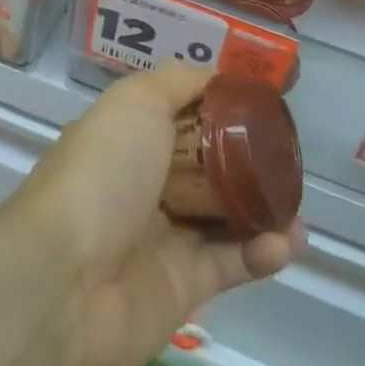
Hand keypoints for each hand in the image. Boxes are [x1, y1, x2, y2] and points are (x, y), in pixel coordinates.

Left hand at [11, 65, 304, 365]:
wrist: (66, 281)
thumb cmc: (102, 173)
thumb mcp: (136, 102)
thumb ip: (178, 82)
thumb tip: (217, 76)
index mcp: (127, 139)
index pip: (179, 118)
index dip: (217, 111)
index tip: (259, 106)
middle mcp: (143, 186)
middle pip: (205, 169)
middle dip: (247, 164)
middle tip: (287, 160)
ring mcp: (162, 239)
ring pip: (224, 218)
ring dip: (264, 210)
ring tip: (298, 206)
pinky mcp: (182, 289)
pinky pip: (231, 264)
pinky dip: (262, 253)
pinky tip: (288, 240)